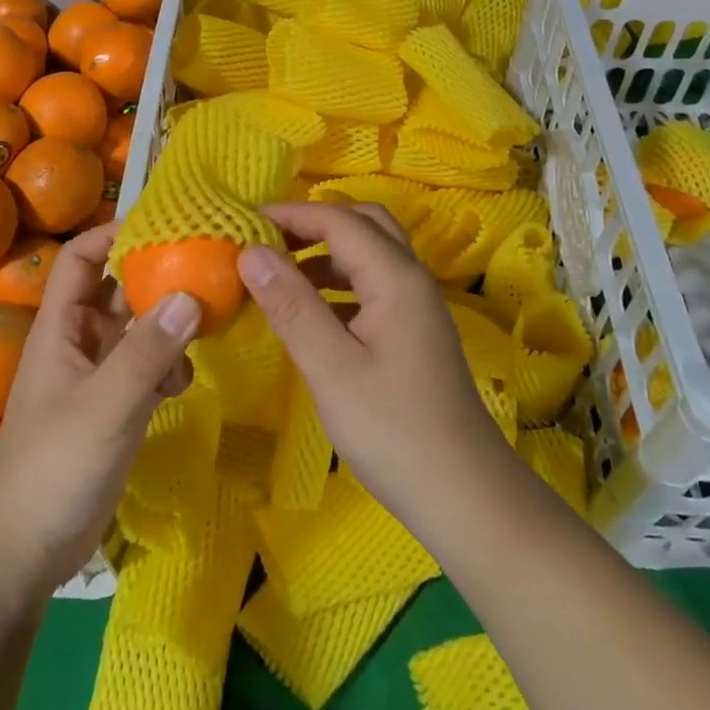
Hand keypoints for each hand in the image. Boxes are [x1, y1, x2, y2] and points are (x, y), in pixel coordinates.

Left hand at [0, 222, 198, 598]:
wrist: (23, 554)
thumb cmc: (53, 467)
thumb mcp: (105, 405)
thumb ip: (147, 352)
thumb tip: (191, 295)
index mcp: (61, 327)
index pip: (80, 258)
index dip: (113, 233)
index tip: (162, 225)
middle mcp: (78, 341)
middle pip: (117, 289)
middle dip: (155, 278)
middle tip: (203, 271)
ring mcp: (96, 375)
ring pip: (137, 329)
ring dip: (167, 327)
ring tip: (201, 333)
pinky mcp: (113, 407)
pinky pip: (145, 367)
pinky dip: (167, 367)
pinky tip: (182, 387)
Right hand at [237, 202, 513, 538]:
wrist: (465, 495)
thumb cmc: (393, 431)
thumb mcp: (332, 369)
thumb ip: (291, 305)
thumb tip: (250, 252)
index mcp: (395, 277)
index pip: (338, 220)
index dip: (291, 214)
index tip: (243, 224)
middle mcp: (410, 278)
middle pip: (363, 224)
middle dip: (313, 224)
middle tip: (268, 242)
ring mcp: (416, 305)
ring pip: (369, 254)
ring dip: (326, 252)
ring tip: (279, 273)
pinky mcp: (413, 331)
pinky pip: (372, 285)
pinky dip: (338, 282)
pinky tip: (311, 312)